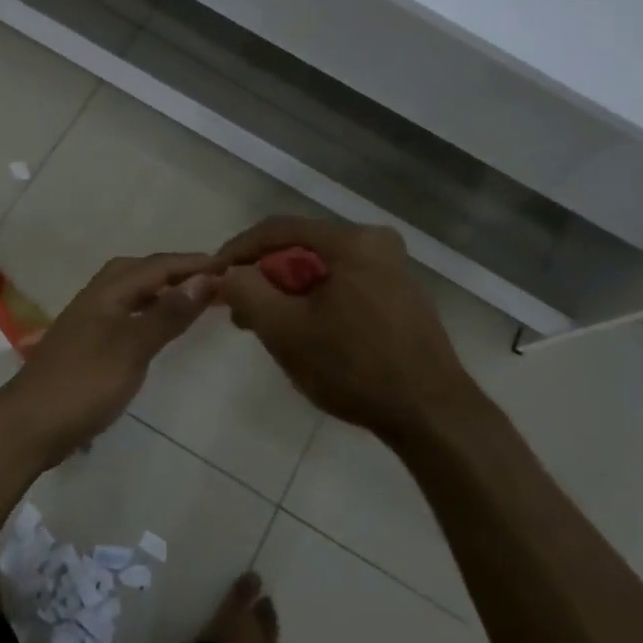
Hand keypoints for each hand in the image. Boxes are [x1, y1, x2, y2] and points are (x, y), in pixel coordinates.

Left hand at [0, 252, 216, 462]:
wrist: (28, 426)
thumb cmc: (84, 384)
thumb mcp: (132, 347)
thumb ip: (168, 314)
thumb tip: (206, 279)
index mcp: (106, 292)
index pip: (156, 266)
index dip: (191, 263)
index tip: (228, 266)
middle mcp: (95, 299)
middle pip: (137, 270)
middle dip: (172, 269)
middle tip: (208, 279)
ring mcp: (87, 323)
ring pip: (128, 292)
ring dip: (158, 289)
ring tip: (189, 300)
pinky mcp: (85, 346)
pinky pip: (123, 314)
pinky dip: (146, 312)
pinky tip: (155, 331)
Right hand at [211, 218, 478, 443]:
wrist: (430, 414)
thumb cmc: (353, 367)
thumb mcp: (285, 329)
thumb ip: (245, 292)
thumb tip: (221, 275)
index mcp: (352, 240)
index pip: (278, 229)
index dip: (238, 250)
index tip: (211, 277)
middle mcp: (377, 243)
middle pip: (301, 248)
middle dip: (263, 275)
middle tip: (235, 307)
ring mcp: (393, 270)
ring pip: (322, 269)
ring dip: (287, 292)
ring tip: (262, 324)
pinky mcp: (400, 296)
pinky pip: (343, 285)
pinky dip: (315, 301)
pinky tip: (302, 331)